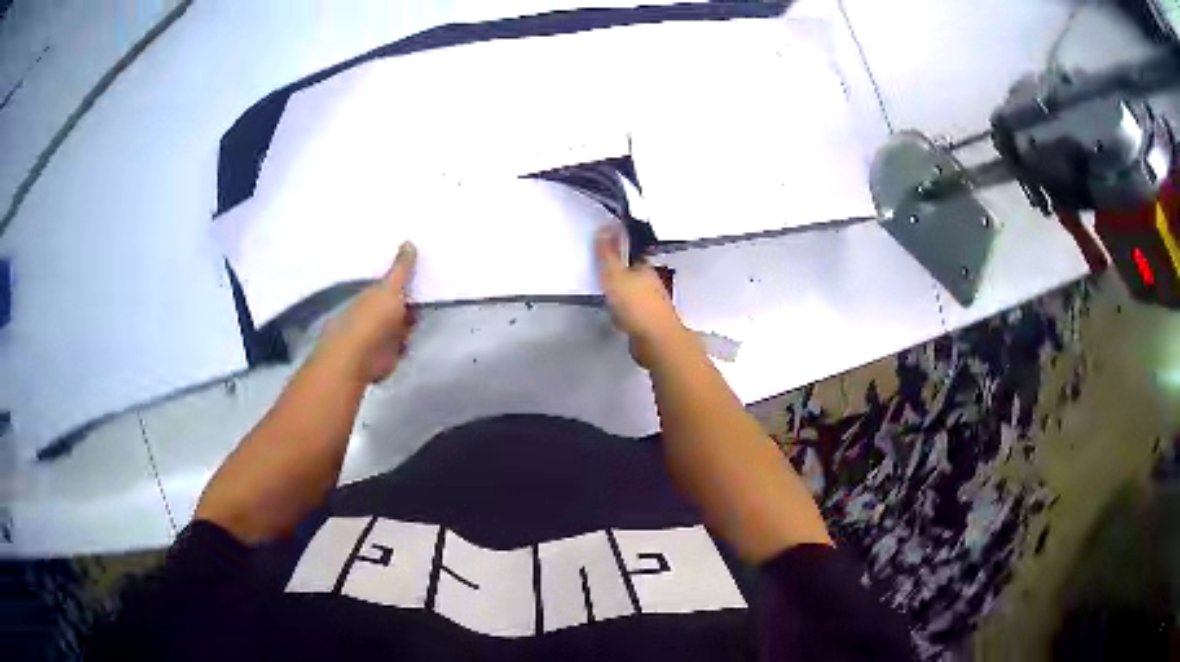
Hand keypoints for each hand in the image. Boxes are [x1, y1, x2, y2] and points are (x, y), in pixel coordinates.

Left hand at [319, 242, 416, 382]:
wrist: (359, 359)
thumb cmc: (371, 319)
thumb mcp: (390, 288)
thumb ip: (401, 268)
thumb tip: (409, 241)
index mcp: (370, 292)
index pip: (389, 282)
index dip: (404, 277)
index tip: (422, 269)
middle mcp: (373, 311)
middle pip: (396, 302)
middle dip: (410, 299)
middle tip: (431, 287)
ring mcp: (378, 333)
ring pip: (400, 323)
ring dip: (410, 321)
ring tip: (426, 310)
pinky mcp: (385, 353)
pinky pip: (402, 343)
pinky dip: (406, 341)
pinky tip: (413, 335)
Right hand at [595, 226, 686, 367]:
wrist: (656, 341)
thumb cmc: (638, 307)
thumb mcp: (615, 275)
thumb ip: (608, 253)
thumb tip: (606, 227)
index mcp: (645, 268)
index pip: (631, 254)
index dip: (618, 250)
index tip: (603, 249)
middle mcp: (650, 284)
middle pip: (632, 274)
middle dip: (619, 273)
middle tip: (601, 273)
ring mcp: (651, 305)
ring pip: (633, 294)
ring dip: (621, 294)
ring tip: (606, 295)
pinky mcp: (647, 323)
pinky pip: (632, 313)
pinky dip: (623, 313)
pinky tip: (616, 317)